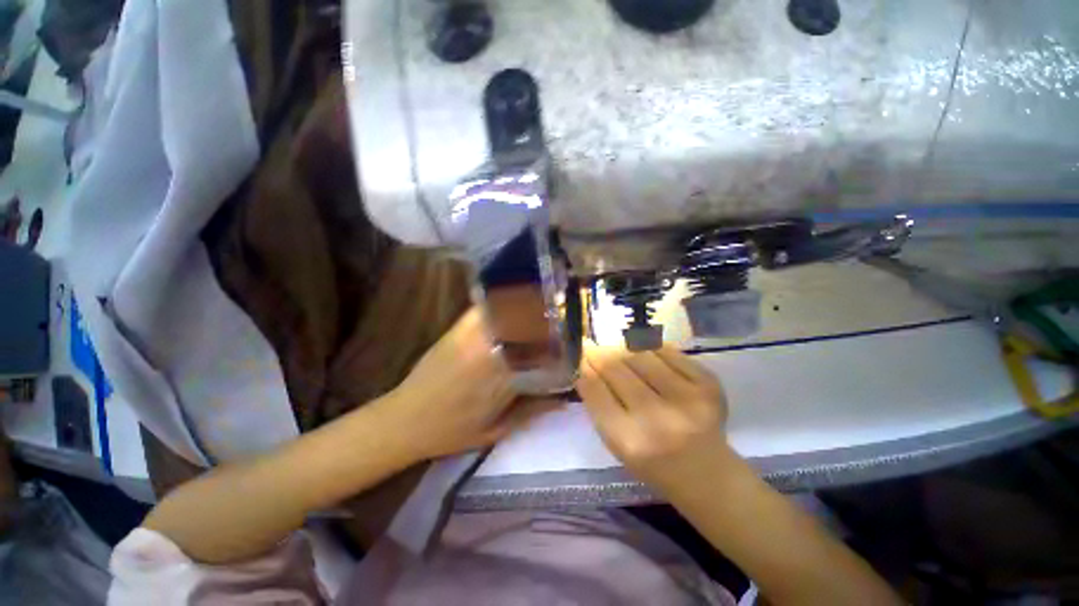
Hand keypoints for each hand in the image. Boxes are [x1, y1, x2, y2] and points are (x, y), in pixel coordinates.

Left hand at [381, 308, 560, 459]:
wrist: (404, 420)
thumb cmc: (451, 432)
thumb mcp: (496, 431)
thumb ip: (531, 413)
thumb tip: (562, 400)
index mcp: (502, 380)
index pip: (541, 352)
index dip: (559, 340)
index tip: (571, 335)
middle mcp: (491, 352)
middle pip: (528, 326)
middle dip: (549, 318)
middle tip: (562, 314)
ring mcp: (471, 337)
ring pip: (509, 313)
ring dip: (528, 306)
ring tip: (544, 301)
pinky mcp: (457, 330)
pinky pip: (483, 309)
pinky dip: (501, 302)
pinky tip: (512, 299)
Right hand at [575, 343, 727, 483]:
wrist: (706, 472)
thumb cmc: (652, 462)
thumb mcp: (616, 442)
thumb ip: (599, 404)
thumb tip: (586, 364)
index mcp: (628, 440)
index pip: (596, 390)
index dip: (585, 367)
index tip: (580, 355)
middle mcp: (657, 418)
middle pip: (616, 369)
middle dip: (599, 353)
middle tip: (592, 346)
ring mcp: (687, 398)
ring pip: (640, 355)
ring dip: (623, 349)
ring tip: (617, 350)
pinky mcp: (708, 384)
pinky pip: (668, 352)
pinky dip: (651, 348)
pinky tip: (645, 352)